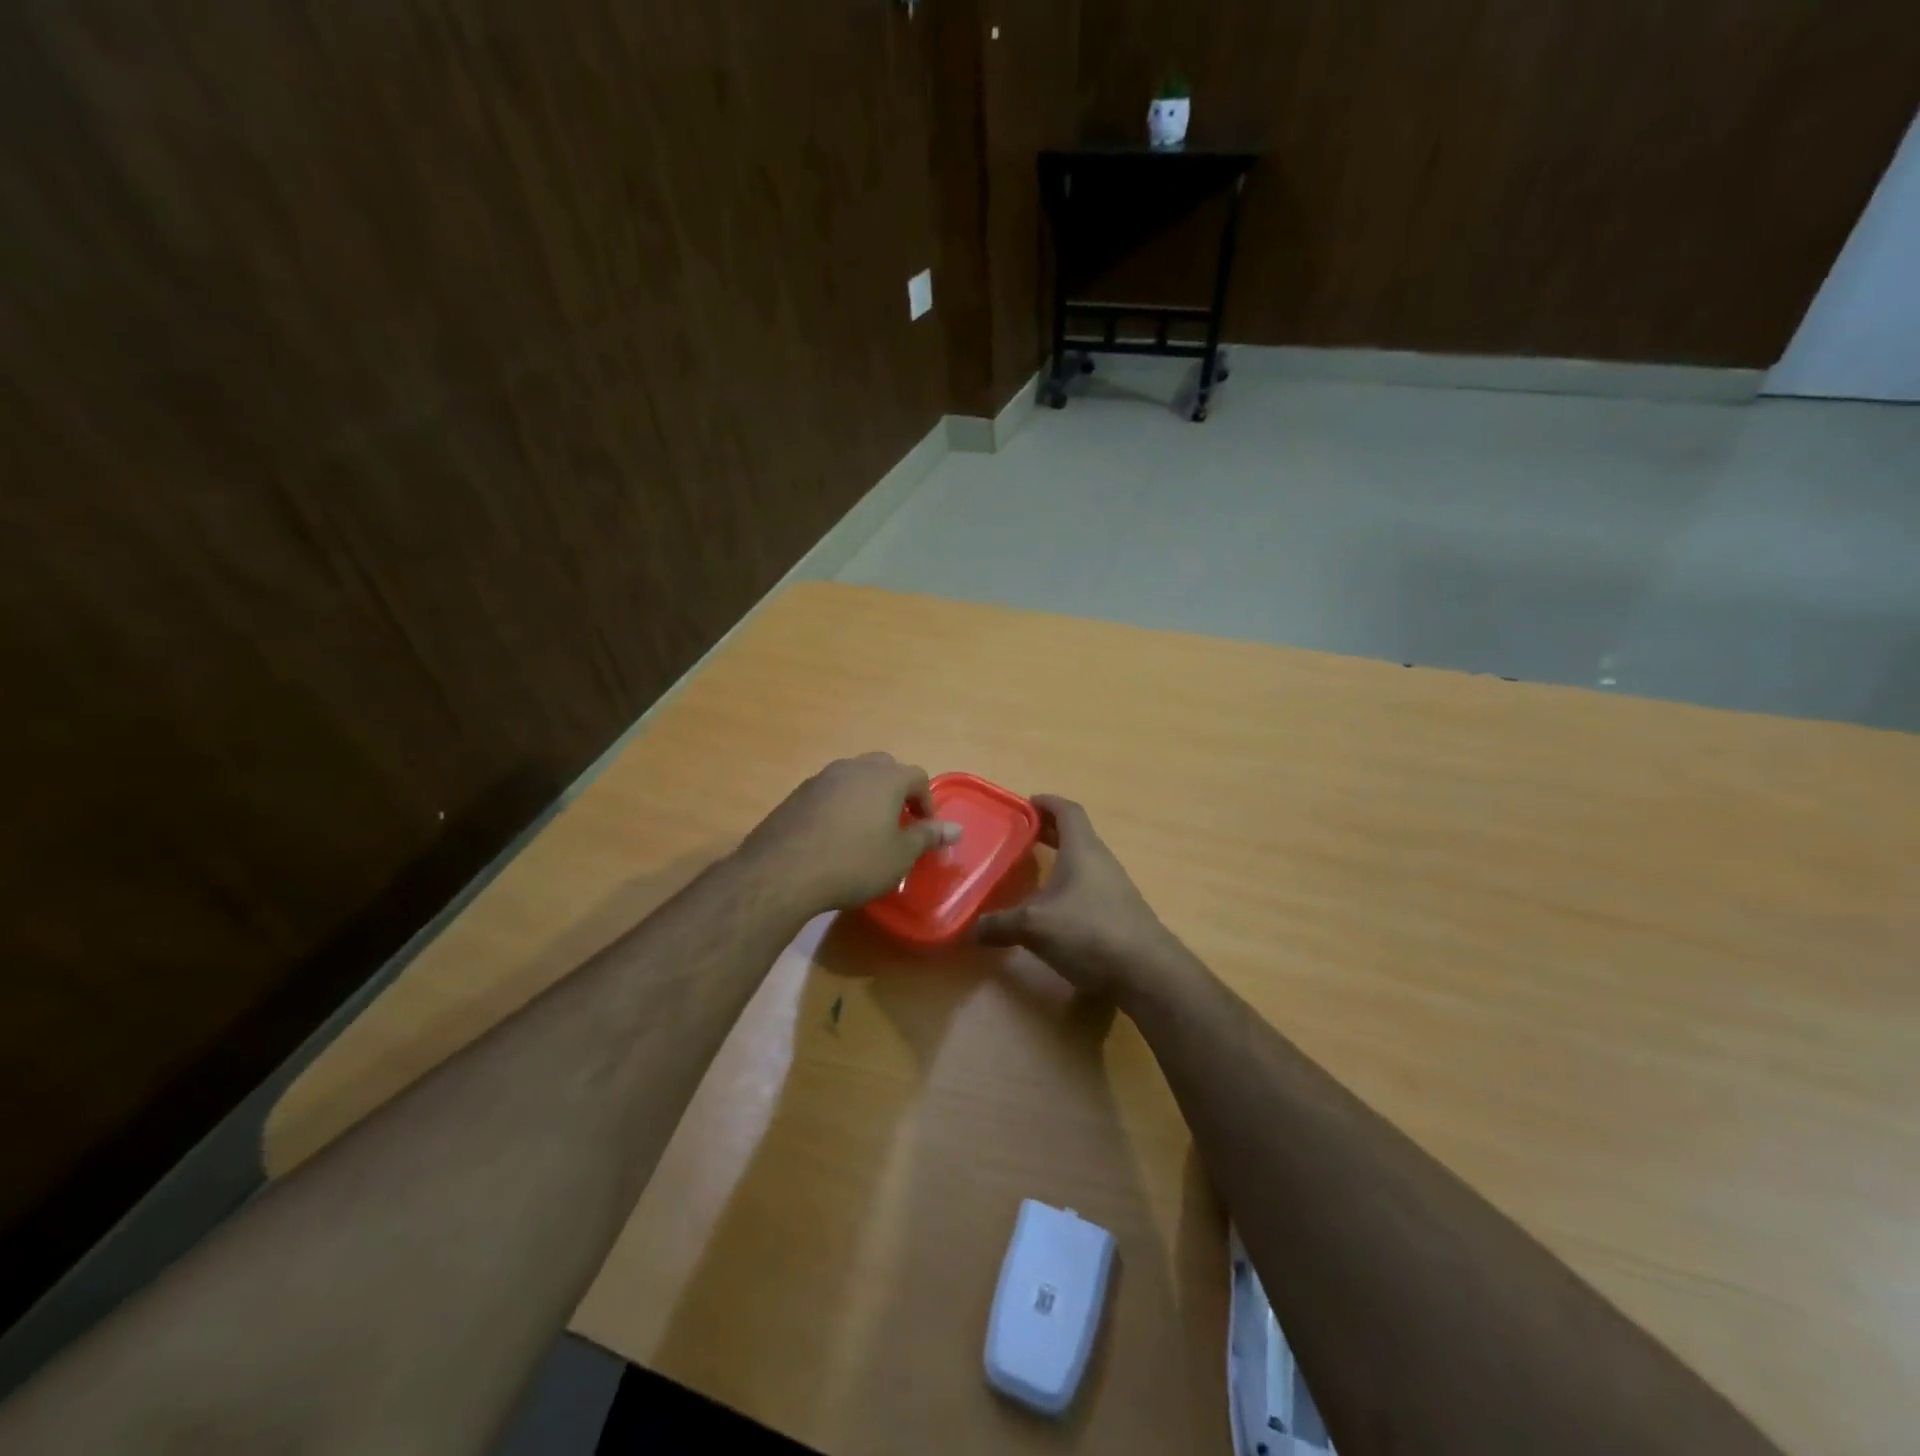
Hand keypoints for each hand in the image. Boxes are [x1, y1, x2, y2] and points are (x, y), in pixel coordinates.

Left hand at [742, 753, 961, 915]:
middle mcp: (854, 768)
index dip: (926, 801)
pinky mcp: (797, 794)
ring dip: (866, 796)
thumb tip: (956, 828)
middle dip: (896, 791)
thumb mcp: (900, 855)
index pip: (917, 776)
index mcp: (885, 777)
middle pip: (884, 768)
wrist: (783, 871)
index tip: (924, 829)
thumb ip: (928, 836)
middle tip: (897, 823)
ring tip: (866, 830)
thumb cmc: (854, 862)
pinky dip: (840, 806)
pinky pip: (829, 792)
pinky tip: (834, 837)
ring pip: (854, 777)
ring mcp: (822, 778)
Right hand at [974, 795, 1184, 1002]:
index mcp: (1083, 849)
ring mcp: (1114, 887)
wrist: (1147, 972)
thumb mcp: (1035, 926)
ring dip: (1060, 858)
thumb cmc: (1090, 932)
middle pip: (1075, 834)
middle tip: (1019, 835)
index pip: (1067, 811)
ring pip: (1083, 861)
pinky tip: (1053, 907)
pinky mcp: (1120, 912)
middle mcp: (1101, 861)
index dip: (1047, 803)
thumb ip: (1000, 925)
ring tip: (1032, 870)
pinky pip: (1089, 885)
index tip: (1024, 804)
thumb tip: (969, 928)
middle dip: (1048, 830)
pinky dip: (1069, 884)